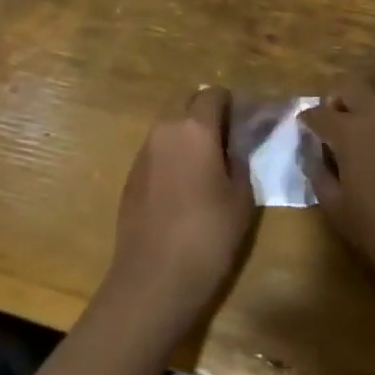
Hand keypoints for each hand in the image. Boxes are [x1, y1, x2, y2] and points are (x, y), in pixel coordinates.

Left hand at [103, 86, 254, 338]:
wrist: (153, 279)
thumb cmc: (207, 236)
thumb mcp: (241, 199)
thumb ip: (240, 161)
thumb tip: (234, 148)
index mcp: (195, 128)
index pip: (214, 94)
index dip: (231, 103)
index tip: (244, 121)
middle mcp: (165, 129)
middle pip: (185, 98)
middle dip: (204, 107)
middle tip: (225, 134)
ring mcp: (143, 150)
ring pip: (167, 122)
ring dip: (186, 128)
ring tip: (205, 158)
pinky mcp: (131, 174)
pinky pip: (156, 147)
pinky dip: (171, 150)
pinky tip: (183, 181)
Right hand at [305, 84, 374, 306]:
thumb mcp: (338, 210)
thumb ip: (319, 176)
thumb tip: (314, 157)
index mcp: (351, 130)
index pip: (318, 113)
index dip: (305, 122)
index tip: (301, 135)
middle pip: (349, 88)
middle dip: (333, 102)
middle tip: (327, 131)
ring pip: (373, 102)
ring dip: (357, 114)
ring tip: (350, 150)